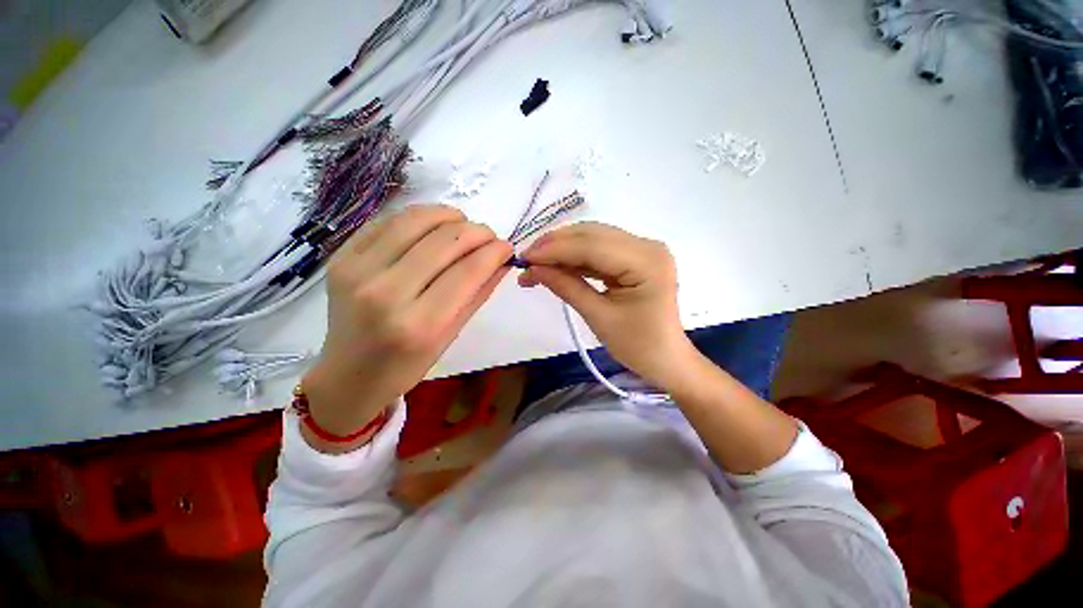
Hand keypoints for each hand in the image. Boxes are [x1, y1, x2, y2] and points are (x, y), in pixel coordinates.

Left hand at [302, 205, 511, 451]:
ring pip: (415, 221)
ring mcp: (358, 271)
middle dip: (477, 232)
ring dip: (449, 216)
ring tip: (464, 224)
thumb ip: (478, 294)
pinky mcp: (342, 257)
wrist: (347, 375)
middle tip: (490, 237)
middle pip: (445, 241)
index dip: (494, 252)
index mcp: (420, 324)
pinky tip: (433, 225)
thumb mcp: (450, 336)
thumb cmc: (406, 365)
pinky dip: (419, 218)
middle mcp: (387, 293)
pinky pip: (388, 221)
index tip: (507, 247)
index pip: (468, 272)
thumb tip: (502, 261)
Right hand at [518, 222, 696, 389]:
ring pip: (593, 239)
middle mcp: (647, 245)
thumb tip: (534, 268)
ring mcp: (643, 249)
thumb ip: (566, 287)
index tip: (524, 258)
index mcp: (646, 261)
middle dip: (556, 245)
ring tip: (536, 264)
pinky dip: (576, 257)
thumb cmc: (638, 346)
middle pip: (592, 235)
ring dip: (563, 249)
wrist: (666, 359)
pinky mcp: (635, 257)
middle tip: (526, 260)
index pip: (592, 245)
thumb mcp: (598, 317)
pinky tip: (556, 265)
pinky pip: (600, 250)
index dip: (555, 249)